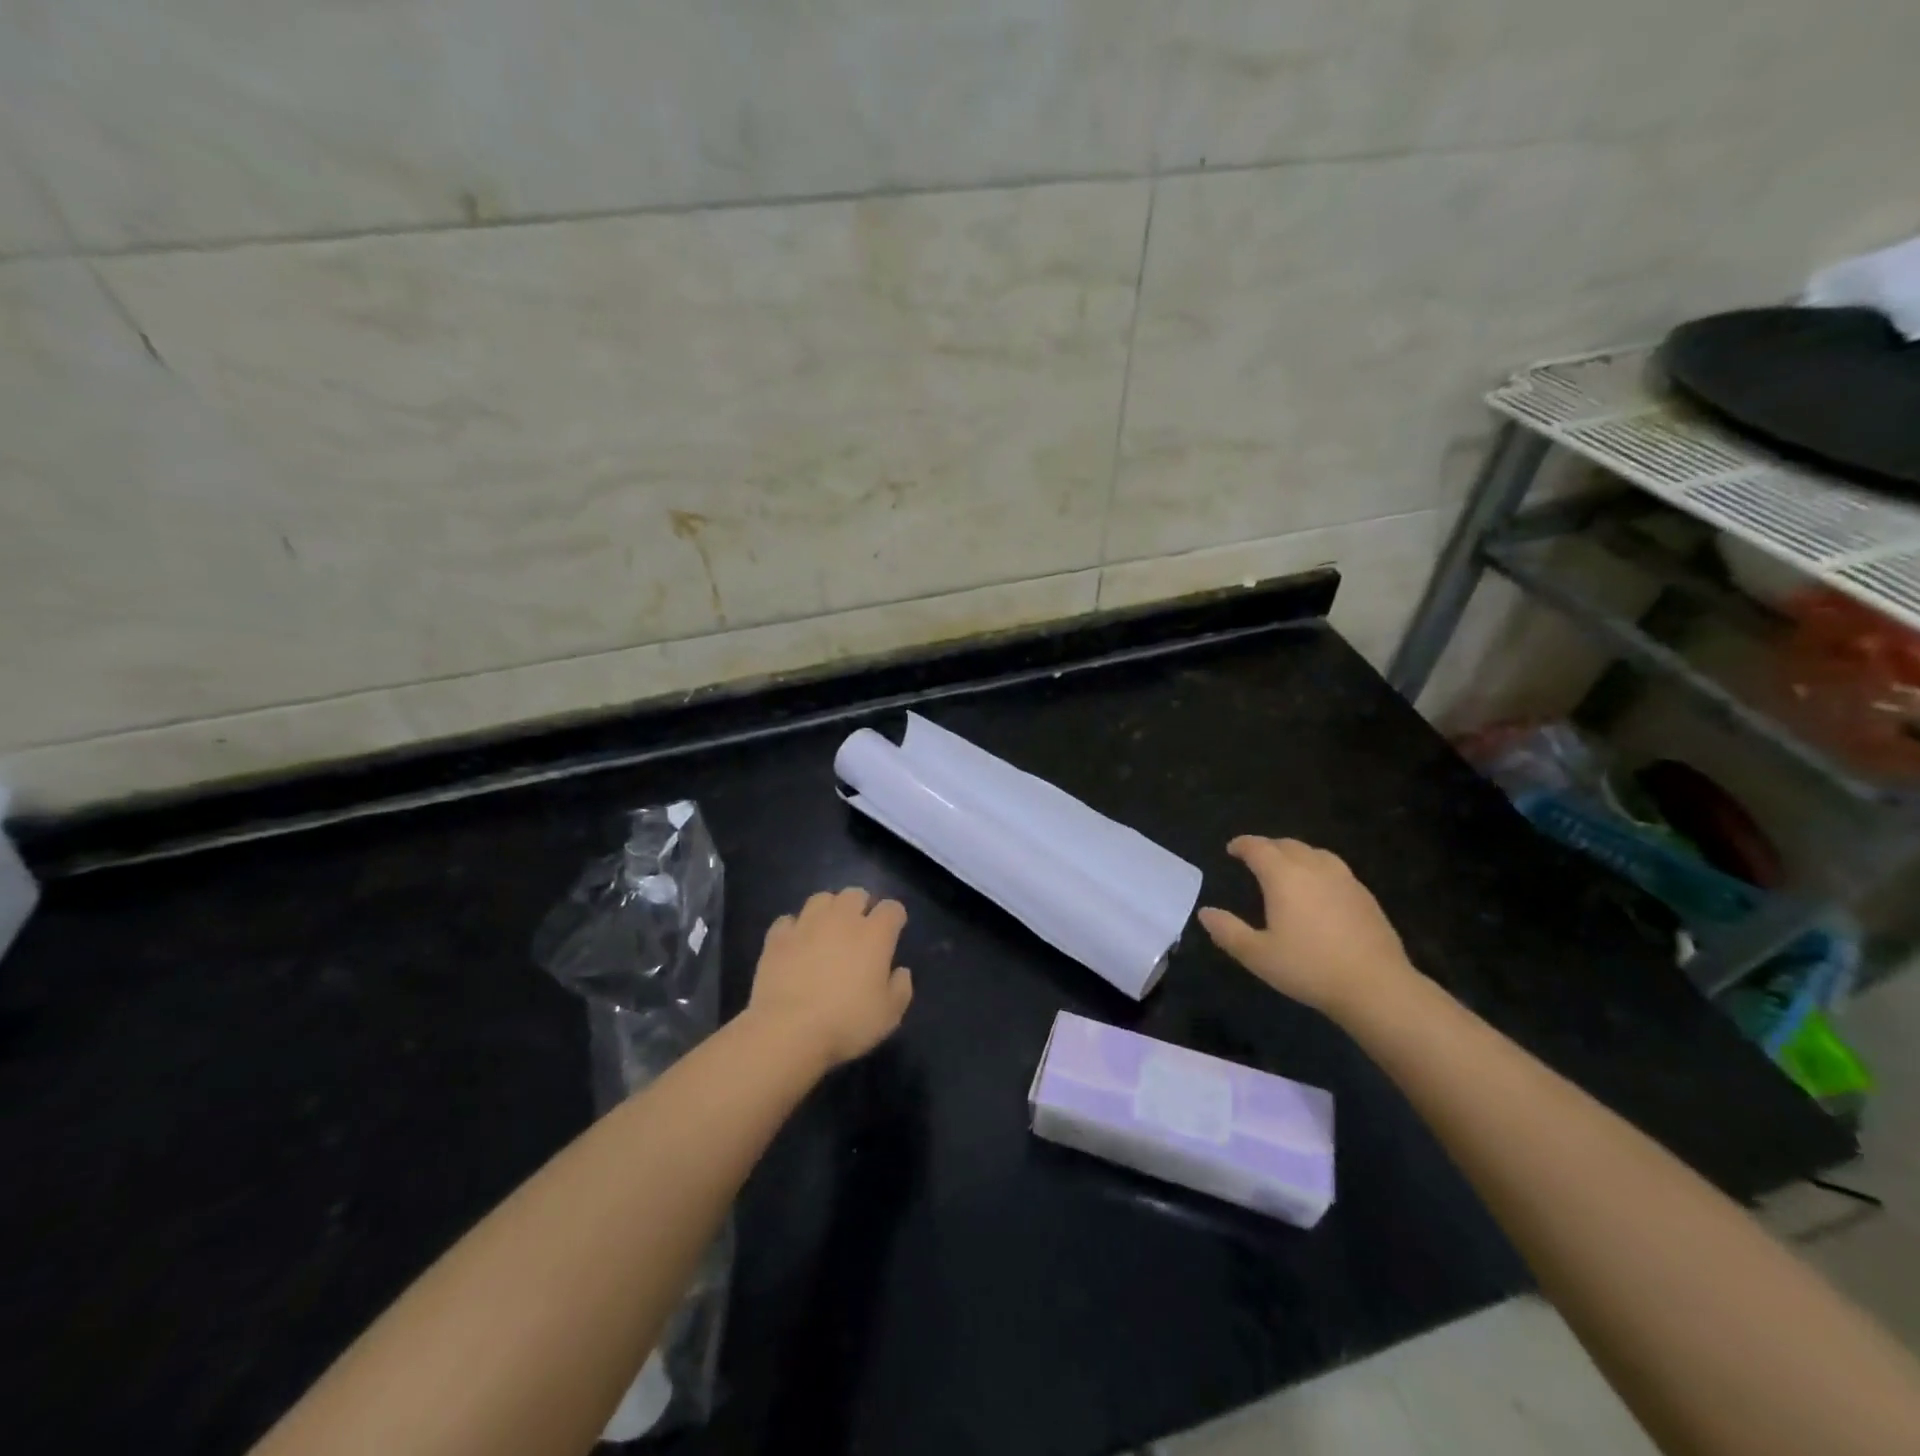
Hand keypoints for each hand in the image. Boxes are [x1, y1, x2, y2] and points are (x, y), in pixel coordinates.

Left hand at [747, 888, 912, 1067]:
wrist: (787, 1030)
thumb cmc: (846, 1023)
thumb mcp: (888, 1016)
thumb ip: (901, 989)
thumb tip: (901, 971)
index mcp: (874, 934)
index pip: (892, 908)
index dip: (894, 917)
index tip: (893, 931)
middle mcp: (842, 919)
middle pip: (855, 894)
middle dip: (861, 905)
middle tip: (859, 928)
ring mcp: (806, 924)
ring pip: (821, 899)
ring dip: (828, 909)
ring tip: (827, 929)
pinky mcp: (778, 937)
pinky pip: (788, 920)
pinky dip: (794, 928)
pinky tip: (796, 943)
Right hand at [1198, 837, 1413, 1017]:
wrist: (1376, 987)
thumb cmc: (1309, 968)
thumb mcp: (1257, 955)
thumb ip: (1228, 931)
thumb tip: (1205, 913)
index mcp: (1284, 876)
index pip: (1259, 848)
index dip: (1243, 845)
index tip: (1232, 848)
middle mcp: (1314, 868)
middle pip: (1287, 845)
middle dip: (1268, 847)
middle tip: (1255, 857)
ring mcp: (1344, 880)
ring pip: (1315, 853)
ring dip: (1295, 854)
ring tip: (1287, 867)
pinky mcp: (1365, 896)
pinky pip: (1335, 869)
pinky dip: (1318, 868)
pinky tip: (1319, 889)